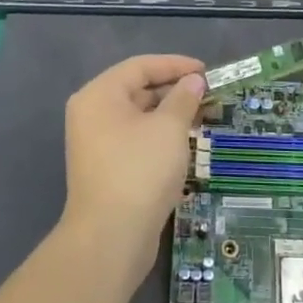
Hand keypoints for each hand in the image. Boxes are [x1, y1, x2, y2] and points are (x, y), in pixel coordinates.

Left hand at [62, 54, 206, 270]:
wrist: (111, 238)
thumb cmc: (140, 170)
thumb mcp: (169, 128)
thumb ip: (183, 98)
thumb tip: (194, 81)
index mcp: (99, 95)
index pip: (140, 66)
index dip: (175, 65)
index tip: (206, 71)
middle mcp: (92, 114)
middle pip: (137, 90)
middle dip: (175, 91)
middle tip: (210, 96)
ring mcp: (97, 143)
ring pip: (139, 117)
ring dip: (171, 115)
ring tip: (204, 117)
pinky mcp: (106, 169)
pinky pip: (136, 139)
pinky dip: (160, 136)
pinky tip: (186, 143)